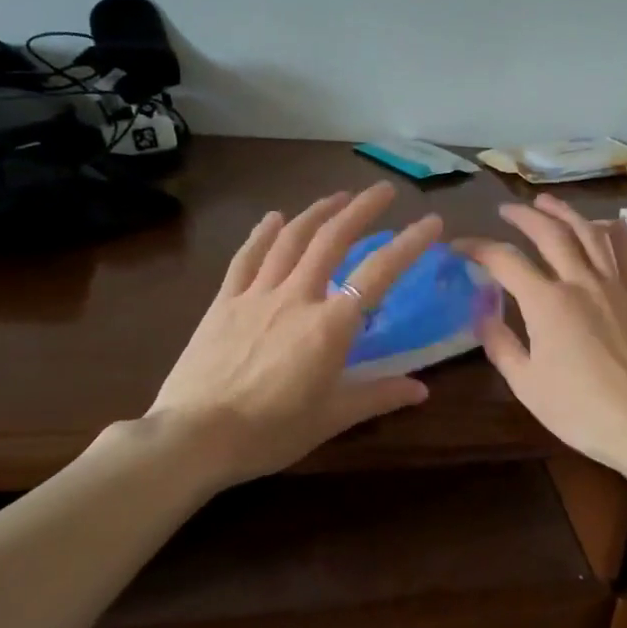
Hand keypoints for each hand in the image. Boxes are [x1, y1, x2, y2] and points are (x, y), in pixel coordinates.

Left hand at [142, 183, 441, 488]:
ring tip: (338, 196)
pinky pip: (246, 258)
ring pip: (291, 239)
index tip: (432, 221)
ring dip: (317, 212)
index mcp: (330, 326)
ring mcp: (256, 295)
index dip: (409, 243)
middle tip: (383, 191)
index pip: (379, 273)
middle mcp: (297, 297)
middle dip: (361, 209)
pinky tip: (274, 217)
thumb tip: (422, 391)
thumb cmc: (270, 431)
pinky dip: (263, 234)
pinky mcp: (224, 302)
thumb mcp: (332, 419)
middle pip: (332, 240)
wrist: (194, 436)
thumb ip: (379, 397)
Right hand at [455, 195, 626, 474]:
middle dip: (524, 216)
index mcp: (547, 303)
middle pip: (550, 234)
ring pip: (590, 234)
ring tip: (547, 203)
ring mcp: (616, 287)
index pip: (505, 261)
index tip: (460, 246)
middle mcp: (581, 282)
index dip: (478, 248)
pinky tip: (605, 224)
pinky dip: (613, 233)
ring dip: (566, 213)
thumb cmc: (580, 410)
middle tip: (506, 210)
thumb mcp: (526, 384)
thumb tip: (483, 312)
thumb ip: (500, 344)